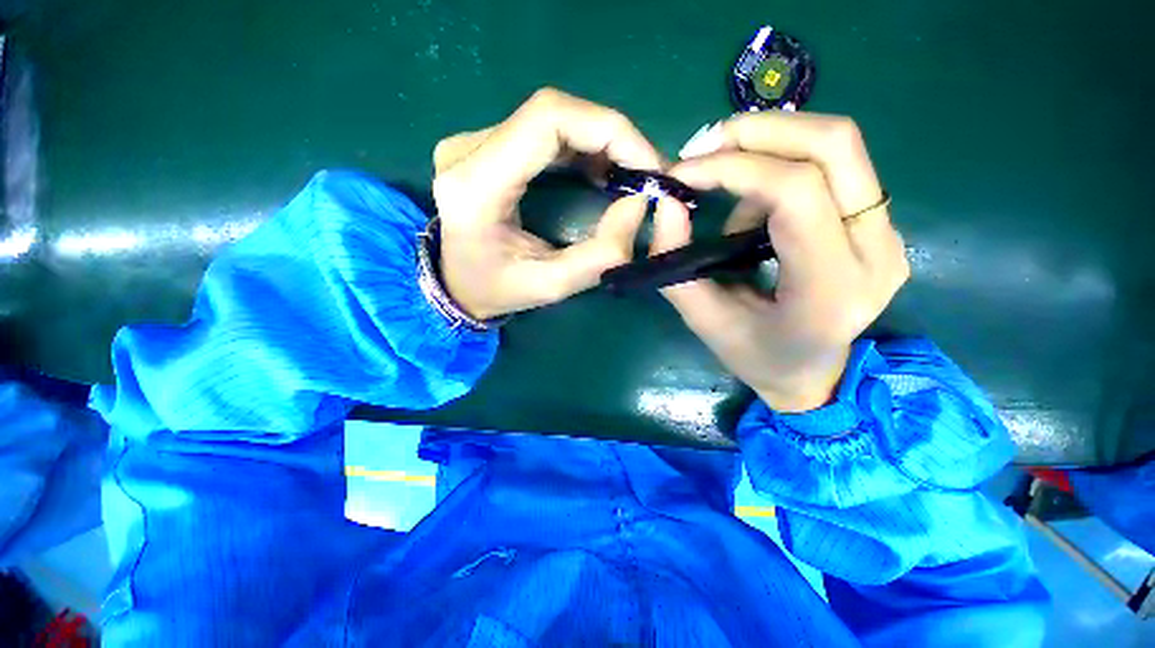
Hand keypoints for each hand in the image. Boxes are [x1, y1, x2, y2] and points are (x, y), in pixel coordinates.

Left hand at [431, 88, 661, 319]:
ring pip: (552, 118)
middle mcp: (467, 150)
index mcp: (476, 185)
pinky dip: (583, 147)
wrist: (455, 284)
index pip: (548, 119)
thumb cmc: (497, 290)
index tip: (648, 165)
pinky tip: (602, 171)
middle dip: (612, 137)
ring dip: (600, 141)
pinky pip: (544, 131)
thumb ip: (600, 254)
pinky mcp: (485, 146)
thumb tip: (638, 204)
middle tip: (645, 172)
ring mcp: (472, 142)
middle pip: (553, 112)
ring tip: (629, 174)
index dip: (609, 130)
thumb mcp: (552, 286)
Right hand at [654, 112, 909, 411]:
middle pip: (833, 146)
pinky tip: (752, 206)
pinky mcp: (879, 224)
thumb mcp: (705, 321)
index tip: (683, 171)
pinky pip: (834, 166)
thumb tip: (667, 205)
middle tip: (702, 148)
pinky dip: (780, 167)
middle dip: (758, 130)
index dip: (734, 167)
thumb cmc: (757, 357)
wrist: (815, 374)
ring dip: (768, 146)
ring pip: (837, 146)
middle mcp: (876, 251)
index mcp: (831, 288)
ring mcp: (887, 233)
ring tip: (724, 185)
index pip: (797, 192)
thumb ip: (677, 267)